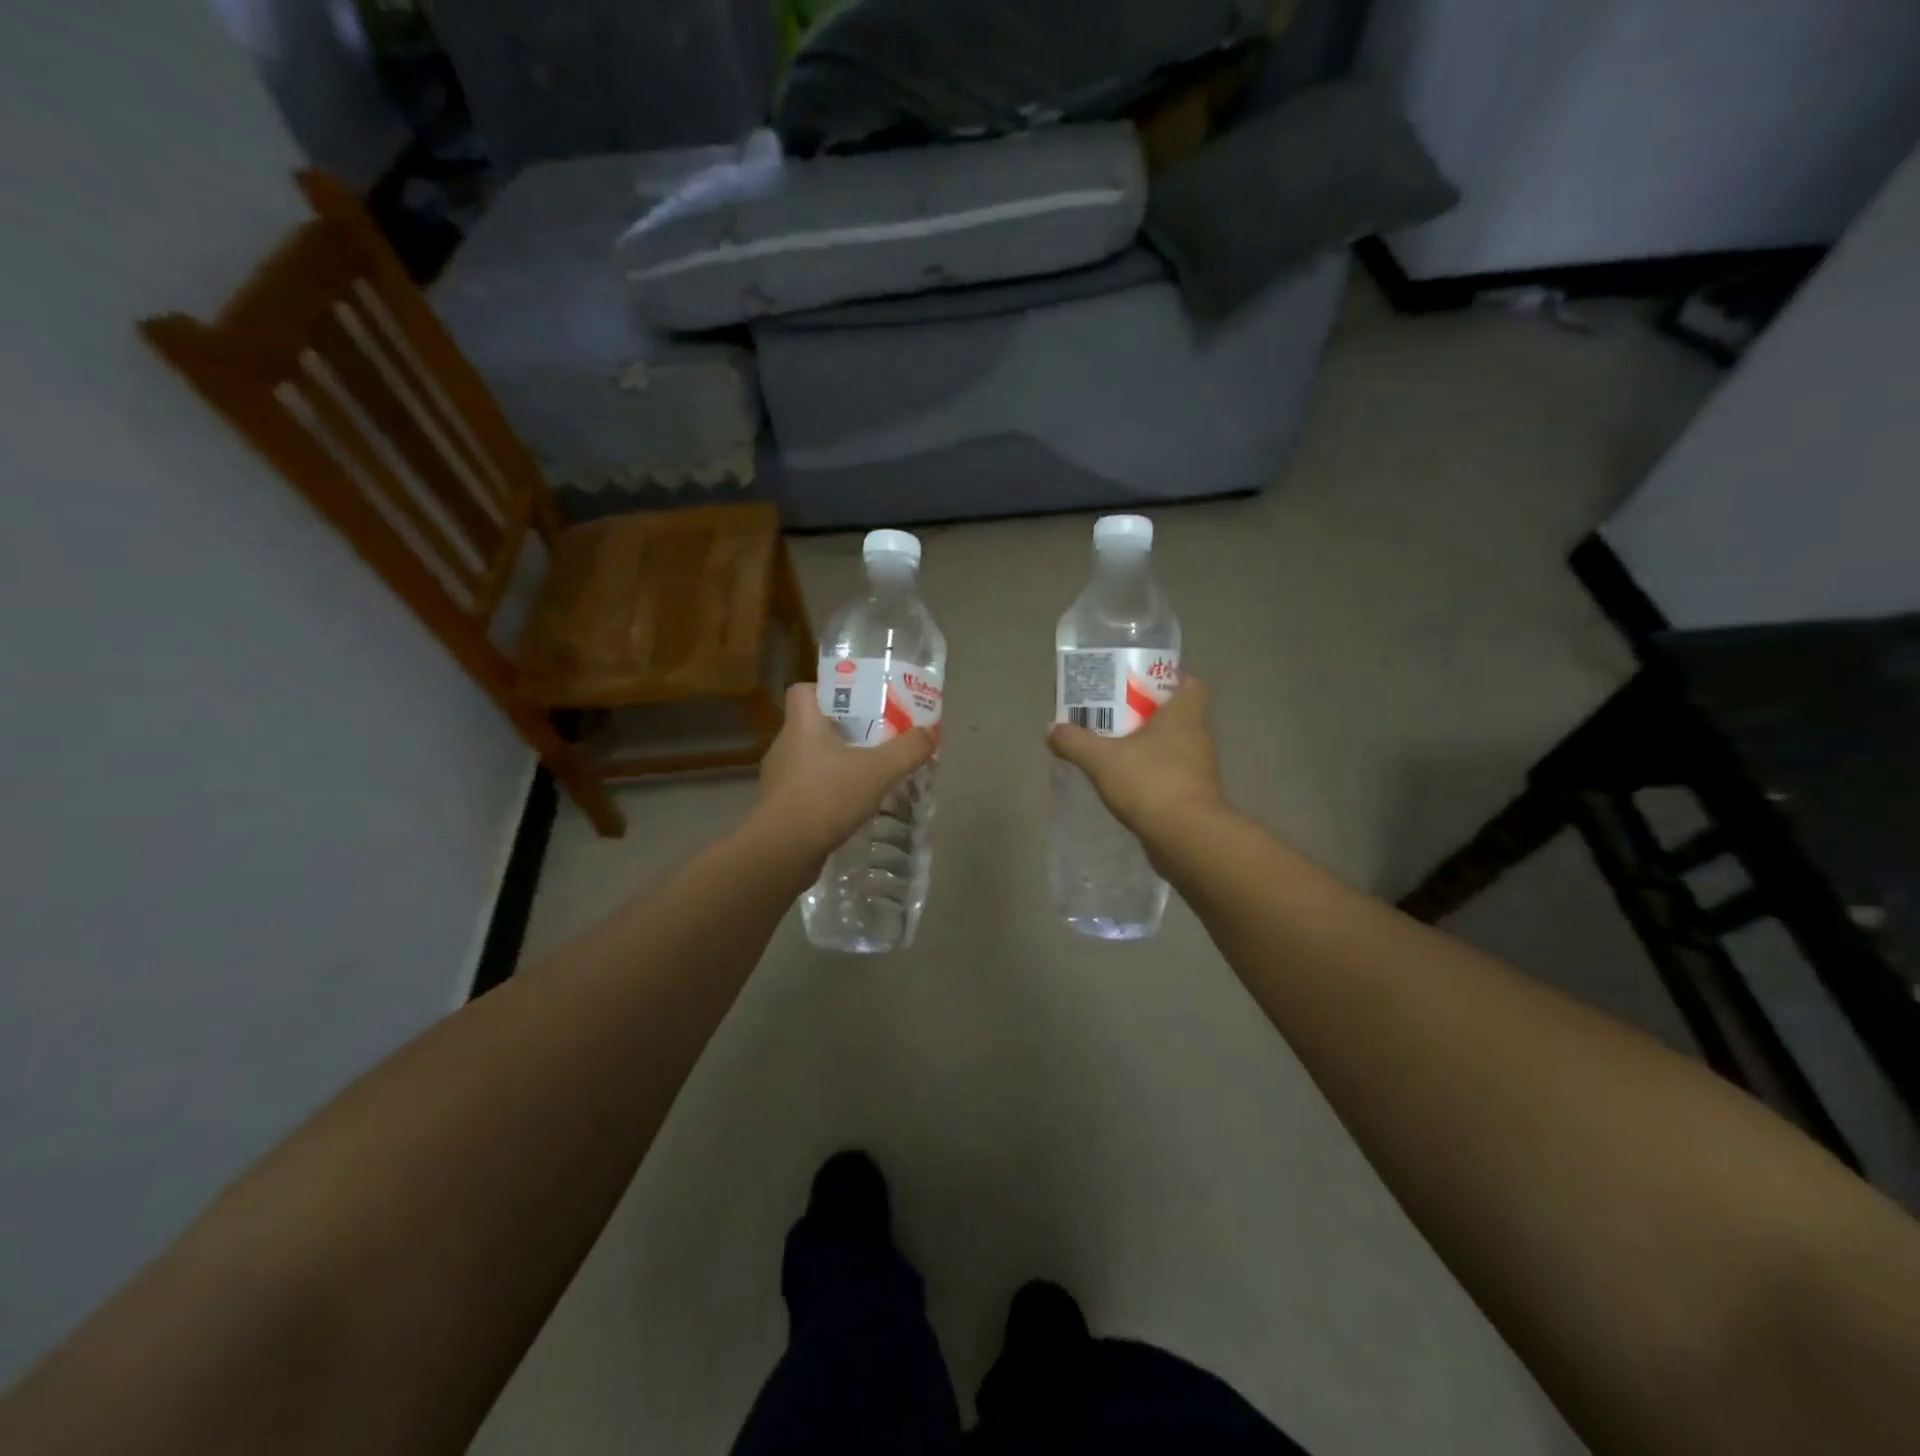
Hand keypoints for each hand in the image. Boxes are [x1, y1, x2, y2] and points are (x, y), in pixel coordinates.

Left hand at [755, 683, 935, 861]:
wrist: (781, 852)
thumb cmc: (826, 798)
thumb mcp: (878, 771)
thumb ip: (907, 750)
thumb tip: (929, 733)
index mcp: (802, 724)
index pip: (804, 690)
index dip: (829, 690)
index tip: (858, 702)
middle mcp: (785, 745)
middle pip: (813, 725)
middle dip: (845, 730)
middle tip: (877, 738)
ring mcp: (780, 778)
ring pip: (812, 759)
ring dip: (838, 764)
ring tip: (870, 774)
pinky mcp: (781, 807)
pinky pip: (809, 788)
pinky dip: (829, 792)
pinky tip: (852, 806)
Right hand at [1047, 676, 1224, 846]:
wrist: (1186, 837)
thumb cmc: (1150, 782)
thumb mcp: (1101, 759)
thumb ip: (1074, 741)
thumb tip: (1051, 729)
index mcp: (1184, 714)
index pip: (1190, 684)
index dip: (1168, 681)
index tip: (1140, 687)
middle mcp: (1197, 736)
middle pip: (1176, 714)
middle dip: (1148, 715)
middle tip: (1114, 716)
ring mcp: (1199, 768)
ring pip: (1173, 746)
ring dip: (1148, 746)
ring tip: (1114, 749)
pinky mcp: (1194, 795)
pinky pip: (1171, 774)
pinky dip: (1151, 775)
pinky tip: (1125, 782)